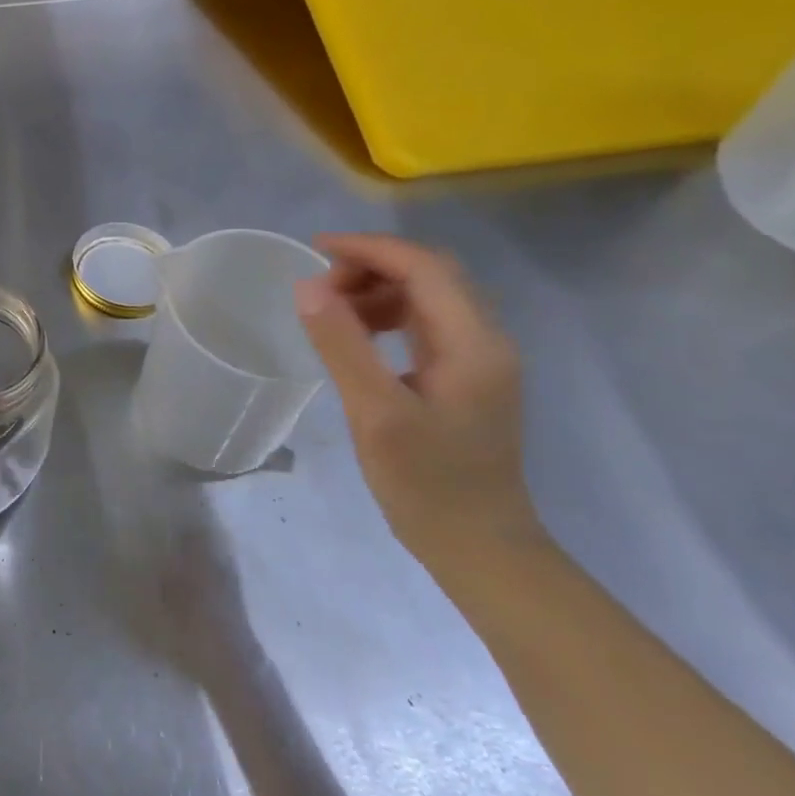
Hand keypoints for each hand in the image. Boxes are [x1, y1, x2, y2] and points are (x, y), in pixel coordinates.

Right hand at [293, 233, 542, 577]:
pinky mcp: (465, 378)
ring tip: (331, 311)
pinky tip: (358, 337)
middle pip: (432, 274)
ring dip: (379, 290)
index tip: (316, 251)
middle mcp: (486, 341)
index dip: (370, 249)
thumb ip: (343, 345)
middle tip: (319, 288)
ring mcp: (479, 360)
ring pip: (429, 297)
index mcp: (474, 344)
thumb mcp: (375, 413)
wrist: (478, 546)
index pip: (425, 268)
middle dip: (372, 266)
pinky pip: (426, 324)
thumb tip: (308, 286)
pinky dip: (388, 315)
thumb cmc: (426, 483)